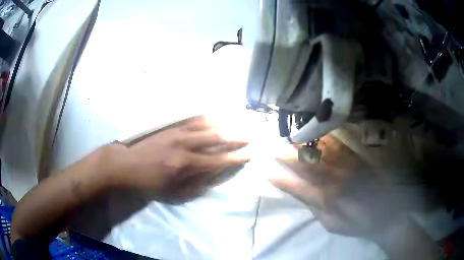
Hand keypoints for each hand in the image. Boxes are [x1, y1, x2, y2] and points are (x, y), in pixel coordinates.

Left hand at [111, 116, 249, 202]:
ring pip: (207, 125)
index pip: (217, 160)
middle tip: (250, 136)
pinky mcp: (171, 127)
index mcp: (185, 166)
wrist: (127, 166)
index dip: (235, 158)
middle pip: (216, 139)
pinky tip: (217, 116)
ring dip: (225, 125)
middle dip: (235, 138)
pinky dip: (208, 118)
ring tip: (239, 123)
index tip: (249, 154)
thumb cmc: (150, 184)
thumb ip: (197, 185)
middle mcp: (184, 146)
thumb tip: (215, 175)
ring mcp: (177, 133)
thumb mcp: (174, 194)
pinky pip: (193, 120)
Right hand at [268, 136, 399, 237]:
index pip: (297, 187)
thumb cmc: (356, 223)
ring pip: (321, 153)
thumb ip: (315, 208)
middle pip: (307, 165)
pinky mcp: (358, 161)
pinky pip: (339, 146)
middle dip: (288, 155)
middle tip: (273, 145)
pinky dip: (326, 139)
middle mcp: (335, 181)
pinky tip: (317, 133)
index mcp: (326, 201)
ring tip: (290, 136)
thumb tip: (299, 193)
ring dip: (304, 144)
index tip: (265, 168)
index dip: (280, 178)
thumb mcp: (332, 225)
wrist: (386, 214)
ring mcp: (347, 169)